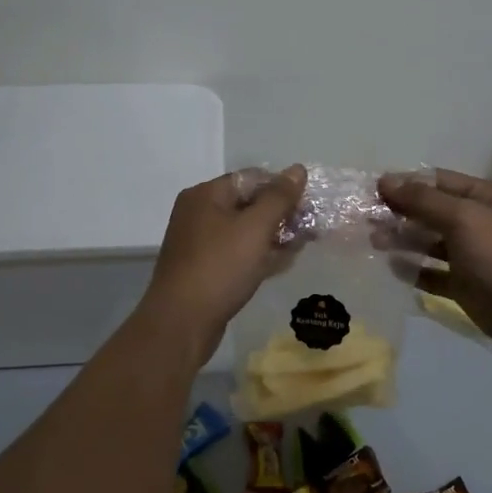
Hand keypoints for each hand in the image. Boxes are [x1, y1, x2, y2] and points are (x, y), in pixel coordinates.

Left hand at [142, 166, 306, 350]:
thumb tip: (297, 169)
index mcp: (207, 195)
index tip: (308, 207)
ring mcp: (200, 242)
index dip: (283, 189)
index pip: (253, 178)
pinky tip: (281, 264)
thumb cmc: (220, 268)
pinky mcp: (204, 268)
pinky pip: (238, 252)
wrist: (181, 323)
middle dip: (281, 215)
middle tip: (309, 230)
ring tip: (300, 248)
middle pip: (249, 203)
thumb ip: (279, 198)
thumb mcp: (255, 228)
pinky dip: (259, 254)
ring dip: (274, 236)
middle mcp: (200, 212)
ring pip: (245, 230)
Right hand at [378, 168, 491, 356]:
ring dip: (402, 239)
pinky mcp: (463, 284)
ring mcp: (470, 254)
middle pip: (430, 211)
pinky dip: (414, 269)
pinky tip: (393, 267)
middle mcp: (476, 221)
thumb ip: (423, 200)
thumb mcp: (462, 218)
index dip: (406, 183)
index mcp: (482, 198)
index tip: (373, 190)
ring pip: (429, 241)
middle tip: (366, 218)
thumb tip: (386, 180)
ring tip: (373, 241)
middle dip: (400, 212)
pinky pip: (433, 272)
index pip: (437, 181)